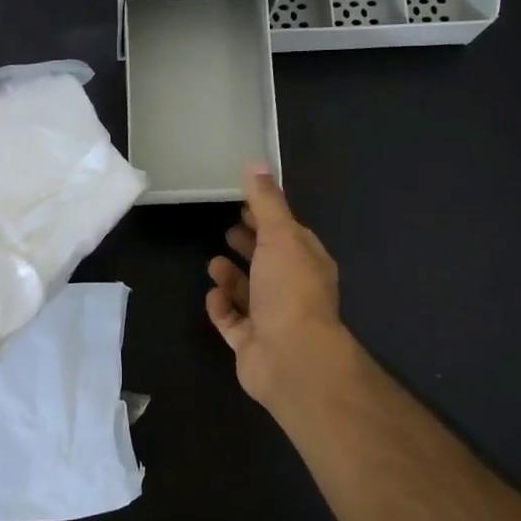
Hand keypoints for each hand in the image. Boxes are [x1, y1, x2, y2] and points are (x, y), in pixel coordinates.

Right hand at [207, 163, 352, 410]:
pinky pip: (232, 322)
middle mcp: (293, 290)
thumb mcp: (280, 236)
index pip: (289, 235)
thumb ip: (266, 202)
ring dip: (232, 278)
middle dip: (250, 247)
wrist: (291, 357)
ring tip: (213, 263)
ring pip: (249, 293)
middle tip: (227, 231)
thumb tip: (256, 163)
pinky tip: (212, 295)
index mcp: (307, 263)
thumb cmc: (290, 290)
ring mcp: (272, 319)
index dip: (267, 219)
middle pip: (269, 263)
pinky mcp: (250, 343)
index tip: (244, 205)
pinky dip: (222, 308)